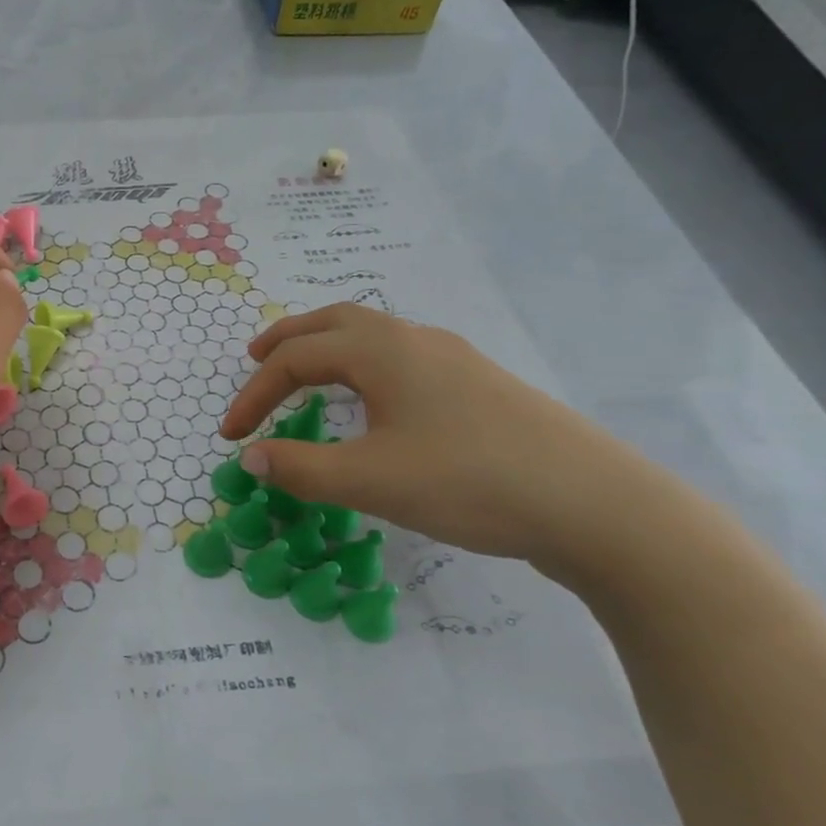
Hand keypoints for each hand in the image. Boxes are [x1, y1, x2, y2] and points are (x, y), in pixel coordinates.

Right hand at [219, 304, 670, 567]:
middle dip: (288, 339)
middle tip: (255, 359)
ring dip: (328, 347)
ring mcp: (453, 360)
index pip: (296, 359)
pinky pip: (401, 358)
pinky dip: (363, 366)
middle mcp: (415, 341)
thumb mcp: (370, 481)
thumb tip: (252, 457)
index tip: (230, 435)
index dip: (254, 394)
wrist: (594, 504)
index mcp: (383, 351)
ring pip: (374, 335)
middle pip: (335, 321)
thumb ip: (300, 468)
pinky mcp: (479, 386)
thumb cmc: (469, 482)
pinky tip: (374, 402)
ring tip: (306, 375)